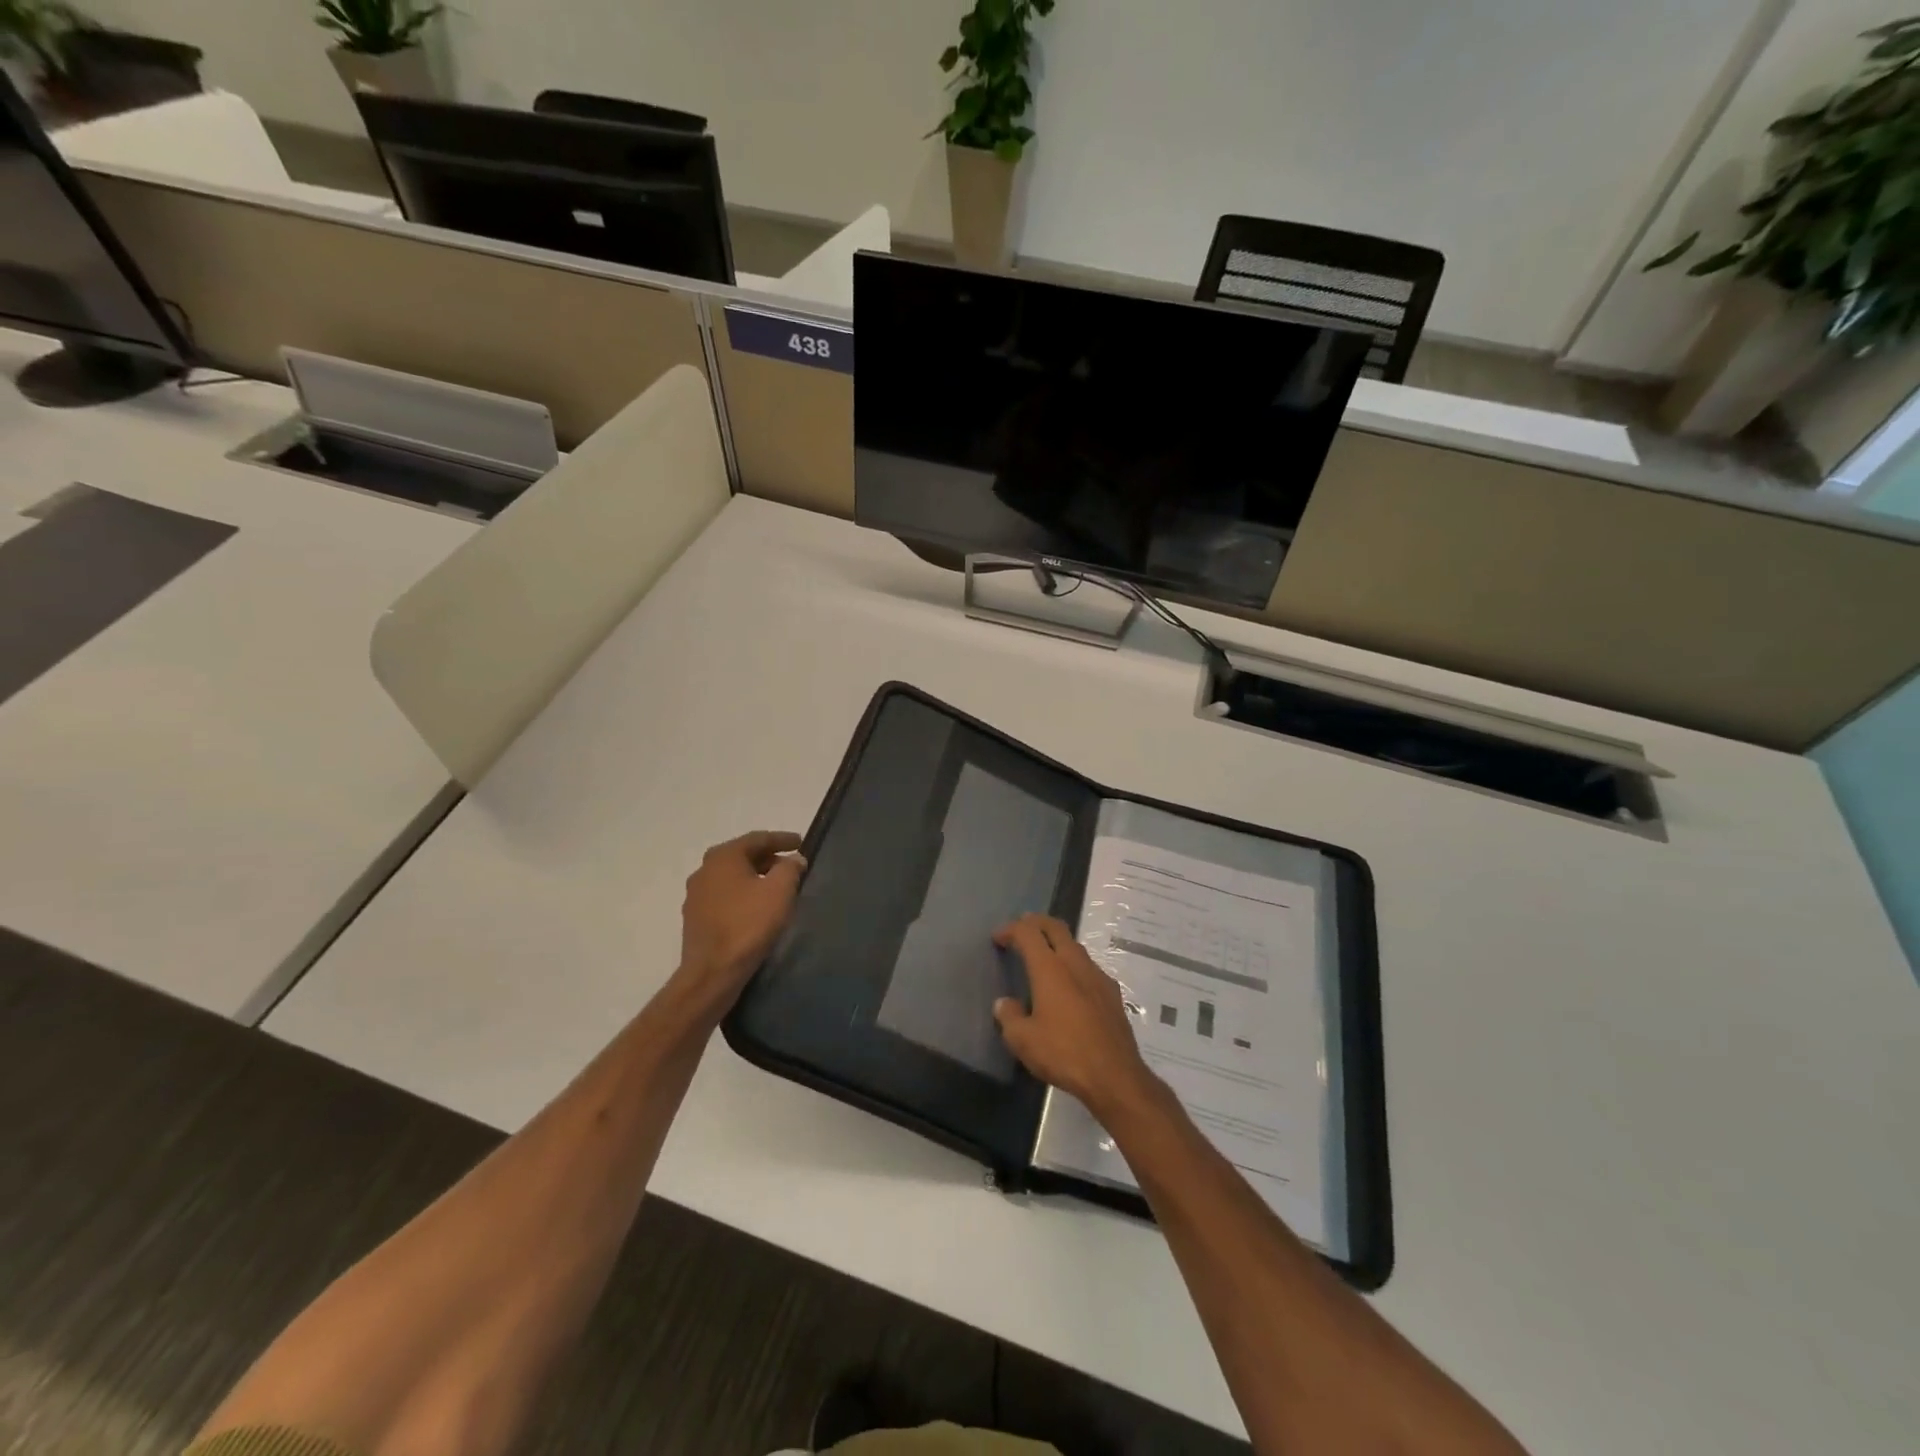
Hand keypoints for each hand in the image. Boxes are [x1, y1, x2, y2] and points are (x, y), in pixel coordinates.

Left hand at [675, 831, 807, 1013]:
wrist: (713, 972)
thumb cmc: (748, 924)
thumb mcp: (780, 891)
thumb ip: (790, 868)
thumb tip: (794, 859)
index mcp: (723, 857)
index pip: (758, 838)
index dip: (782, 839)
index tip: (801, 842)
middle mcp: (704, 870)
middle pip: (742, 856)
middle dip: (768, 858)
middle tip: (791, 865)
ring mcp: (695, 895)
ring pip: (731, 877)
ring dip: (754, 877)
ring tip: (776, 887)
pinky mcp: (695, 918)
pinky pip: (724, 896)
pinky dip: (742, 895)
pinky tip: (756, 908)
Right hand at [993, 914, 1158, 1120]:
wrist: (1115, 1076)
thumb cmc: (1064, 1053)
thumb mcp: (1022, 1041)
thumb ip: (1009, 1017)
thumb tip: (1004, 1004)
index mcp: (1050, 968)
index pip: (1028, 932)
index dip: (1010, 929)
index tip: (998, 938)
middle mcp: (1075, 963)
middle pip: (1055, 927)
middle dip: (1036, 922)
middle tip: (1022, 928)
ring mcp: (1098, 976)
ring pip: (1075, 945)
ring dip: (1057, 942)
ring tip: (1043, 955)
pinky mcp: (1113, 993)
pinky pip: (1088, 967)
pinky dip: (1073, 965)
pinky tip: (1070, 985)